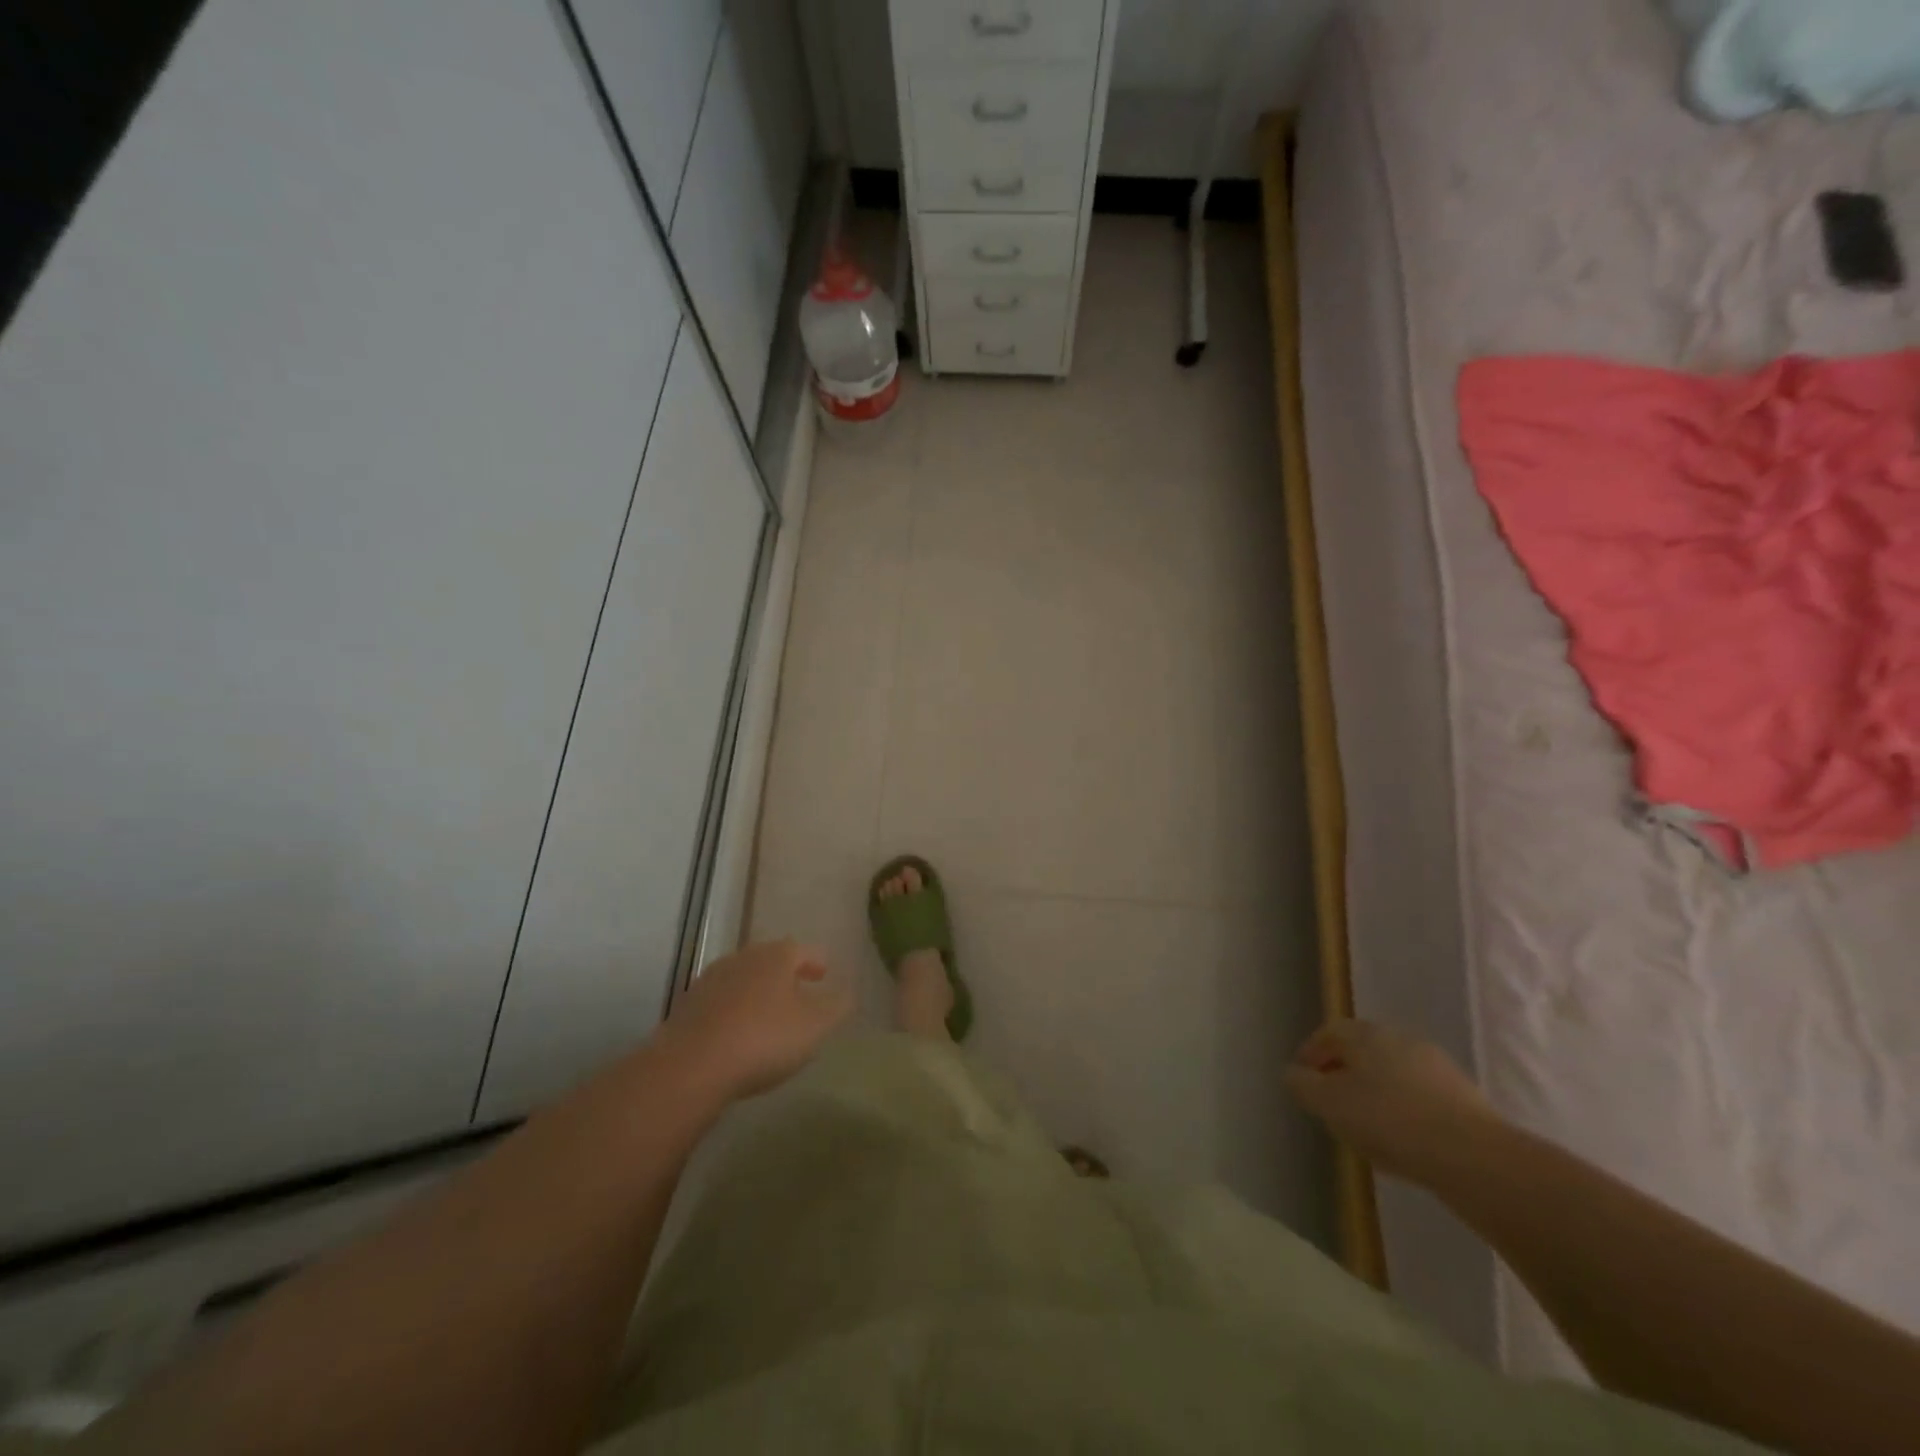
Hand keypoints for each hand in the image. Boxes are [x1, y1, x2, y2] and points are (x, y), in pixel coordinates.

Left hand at [654, 939, 853, 1100]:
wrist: (691, 1065)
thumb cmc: (764, 1038)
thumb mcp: (815, 1026)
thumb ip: (837, 1007)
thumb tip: (848, 993)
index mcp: (776, 956)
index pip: (802, 949)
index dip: (816, 960)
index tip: (824, 973)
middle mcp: (743, 958)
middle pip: (769, 960)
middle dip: (785, 974)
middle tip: (799, 990)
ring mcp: (711, 980)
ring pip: (743, 979)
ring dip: (757, 992)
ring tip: (769, 1014)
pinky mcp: (688, 1006)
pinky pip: (720, 1002)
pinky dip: (734, 1010)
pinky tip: (737, 1033)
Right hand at [1285, 1019, 1501, 1185]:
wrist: (1473, 1156)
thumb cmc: (1388, 1120)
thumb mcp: (1328, 1103)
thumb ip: (1302, 1085)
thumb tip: (1293, 1073)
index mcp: (1366, 1034)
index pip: (1329, 1032)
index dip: (1311, 1053)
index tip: (1302, 1079)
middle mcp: (1400, 1038)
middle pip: (1362, 1050)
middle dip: (1343, 1072)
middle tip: (1331, 1101)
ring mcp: (1436, 1065)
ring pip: (1392, 1072)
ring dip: (1374, 1091)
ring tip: (1366, 1125)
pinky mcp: (1463, 1096)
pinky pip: (1419, 1095)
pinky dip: (1403, 1109)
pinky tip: (1402, 1139)